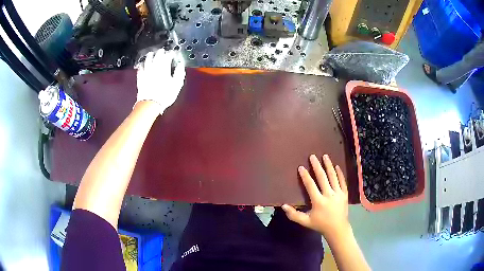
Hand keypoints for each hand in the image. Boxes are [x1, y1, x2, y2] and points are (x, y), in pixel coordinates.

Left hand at [136, 48, 185, 113]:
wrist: (150, 104)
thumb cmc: (164, 95)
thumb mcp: (177, 84)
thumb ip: (179, 72)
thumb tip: (180, 65)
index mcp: (164, 68)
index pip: (168, 56)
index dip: (171, 53)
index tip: (172, 53)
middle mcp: (154, 68)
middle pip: (157, 56)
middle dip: (160, 52)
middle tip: (162, 51)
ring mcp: (146, 72)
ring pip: (147, 60)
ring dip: (150, 56)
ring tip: (151, 54)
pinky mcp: (141, 78)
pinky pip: (140, 69)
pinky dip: (141, 65)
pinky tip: (141, 64)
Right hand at [282, 154, 349, 237]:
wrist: (337, 229)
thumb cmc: (320, 225)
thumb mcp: (305, 222)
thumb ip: (294, 215)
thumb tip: (283, 205)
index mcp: (318, 201)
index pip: (310, 185)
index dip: (305, 176)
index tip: (301, 167)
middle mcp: (329, 195)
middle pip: (322, 178)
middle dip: (317, 166)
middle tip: (313, 156)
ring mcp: (338, 194)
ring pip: (333, 177)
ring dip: (329, 166)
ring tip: (325, 156)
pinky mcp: (344, 194)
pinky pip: (343, 181)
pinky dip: (340, 173)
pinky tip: (337, 166)